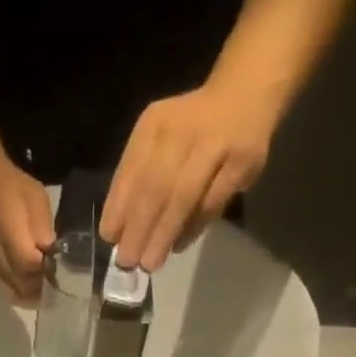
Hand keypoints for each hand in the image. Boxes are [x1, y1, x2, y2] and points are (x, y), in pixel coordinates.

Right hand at [0, 163, 54, 303]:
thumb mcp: (38, 201)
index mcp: (10, 235)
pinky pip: (11, 290)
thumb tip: (52, 256)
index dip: (48, 273)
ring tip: (49, 289)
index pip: (31, 265)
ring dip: (33, 294)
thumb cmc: (16, 190)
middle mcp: (0, 256)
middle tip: (59, 284)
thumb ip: (44, 230)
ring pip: (17, 292)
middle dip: (43, 288)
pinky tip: (35, 288)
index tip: (63, 273)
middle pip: (24, 285)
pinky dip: (24, 293)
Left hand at [99, 84, 274, 271]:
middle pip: (155, 187)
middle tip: (127, 261)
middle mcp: (183, 130)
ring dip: (163, 235)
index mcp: (154, 125)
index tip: (109, 239)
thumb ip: (136, 180)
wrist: (246, 93)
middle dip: (138, 229)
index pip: (131, 172)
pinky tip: (177, 246)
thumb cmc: (189, 129)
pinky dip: (191, 229)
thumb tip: (119, 233)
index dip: (118, 208)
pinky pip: (211, 204)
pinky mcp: (242, 162)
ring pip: (184, 198)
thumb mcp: (156, 141)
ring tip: (150, 263)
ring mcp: (215, 144)